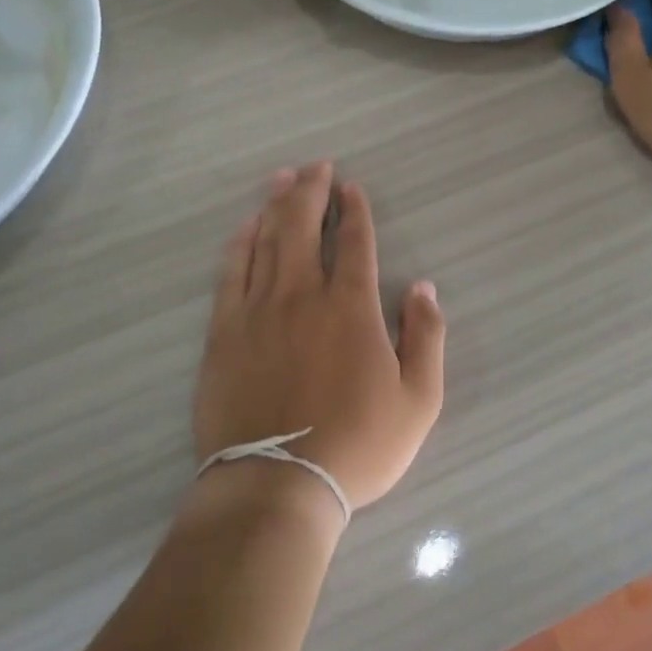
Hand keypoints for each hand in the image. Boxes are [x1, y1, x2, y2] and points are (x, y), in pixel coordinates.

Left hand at [194, 162, 446, 512]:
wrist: (277, 485)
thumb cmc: (358, 446)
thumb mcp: (419, 401)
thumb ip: (427, 337)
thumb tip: (425, 288)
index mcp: (351, 307)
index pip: (354, 242)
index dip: (354, 210)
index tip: (351, 187)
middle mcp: (303, 295)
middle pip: (304, 227)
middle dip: (312, 191)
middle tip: (316, 166)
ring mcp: (258, 310)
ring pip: (267, 241)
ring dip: (277, 205)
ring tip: (283, 178)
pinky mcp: (225, 332)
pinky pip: (231, 273)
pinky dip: (240, 243)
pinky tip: (245, 226)